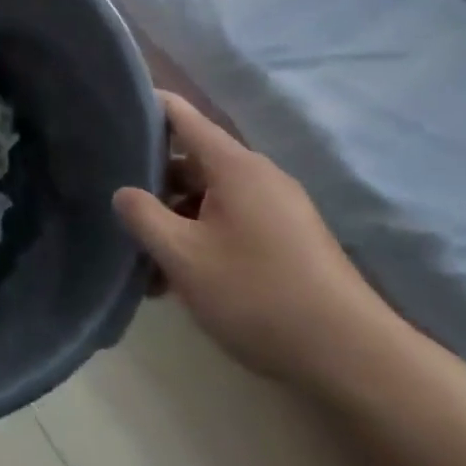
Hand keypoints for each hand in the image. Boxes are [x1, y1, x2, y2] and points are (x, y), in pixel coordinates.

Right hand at [113, 91, 400, 391]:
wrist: (354, 359)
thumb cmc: (258, 295)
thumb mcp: (183, 257)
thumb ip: (144, 216)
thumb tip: (123, 192)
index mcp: (233, 165)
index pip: (180, 114)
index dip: (145, 106)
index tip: (111, 112)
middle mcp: (258, 175)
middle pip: (192, 160)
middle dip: (153, 181)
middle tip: (118, 205)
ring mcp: (279, 208)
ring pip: (211, 197)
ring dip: (177, 219)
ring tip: (146, 259)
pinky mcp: (291, 240)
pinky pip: (234, 221)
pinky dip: (204, 237)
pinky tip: (184, 280)